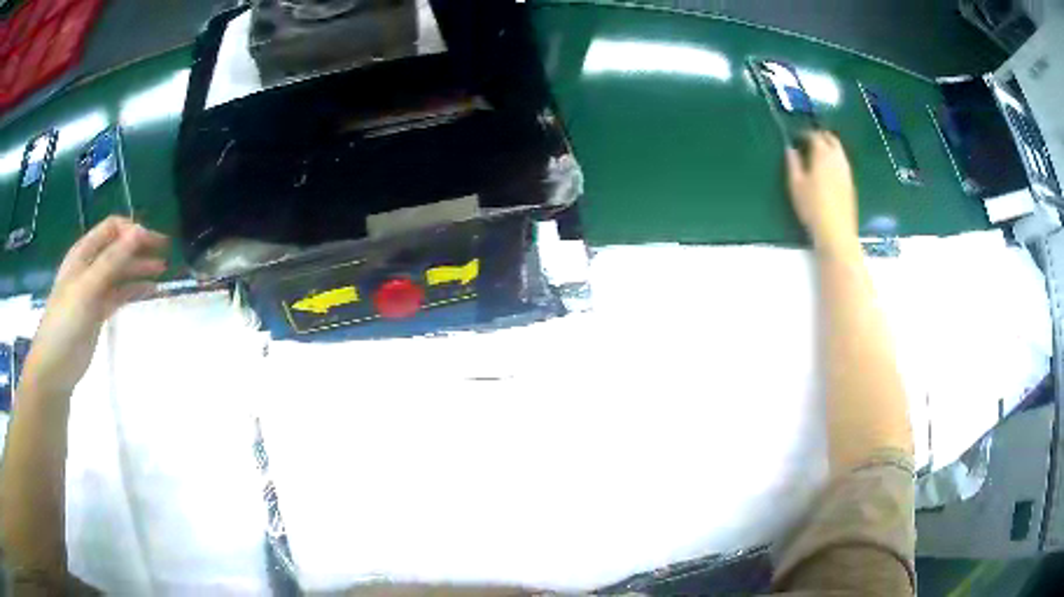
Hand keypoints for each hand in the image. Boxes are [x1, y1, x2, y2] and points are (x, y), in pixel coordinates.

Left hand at [22, 217, 167, 398]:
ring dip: (140, 268)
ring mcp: (94, 290)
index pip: (111, 228)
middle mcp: (89, 266)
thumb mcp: (87, 288)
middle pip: (118, 248)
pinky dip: (135, 290)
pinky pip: (120, 294)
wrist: (54, 367)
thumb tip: (139, 231)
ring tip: (162, 271)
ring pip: (121, 271)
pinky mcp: (98, 311)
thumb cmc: (66, 322)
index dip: (132, 229)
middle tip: (165, 252)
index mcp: (83, 253)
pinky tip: (150, 291)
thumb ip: (112, 260)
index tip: (153, 240)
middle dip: (140, 247)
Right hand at [786, 131, 858, 256]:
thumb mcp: (796, 185)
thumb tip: (791, 149)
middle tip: (809, 140)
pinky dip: (835, 160)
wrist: (836, 231)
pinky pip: (843, 163)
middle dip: (820, 136)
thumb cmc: (812, 207)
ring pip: (839, 150)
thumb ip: (793, 163)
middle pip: (831, 139)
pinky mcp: (851, 183)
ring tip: (819, 154)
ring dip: (830, 147)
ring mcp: (846, 171)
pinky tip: (829, 170)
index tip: (796, 137)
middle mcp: (837, 158)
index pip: (814, 135)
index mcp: (822, 154)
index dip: (804, 133)